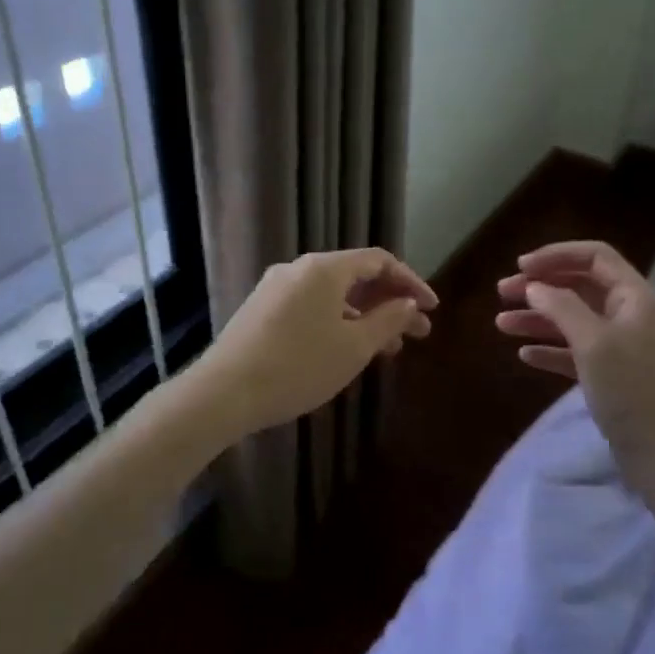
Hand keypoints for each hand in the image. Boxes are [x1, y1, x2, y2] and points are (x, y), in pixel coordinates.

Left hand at [200, 248, 436, 437]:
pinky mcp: (262, 310)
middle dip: (390, 303)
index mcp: (325, 268)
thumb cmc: (298, 366)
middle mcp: (299, 269)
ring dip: (365, 316)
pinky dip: (338, 321)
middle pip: (356, 277)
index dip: (410, 282)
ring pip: (333, 295)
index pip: (379, 261)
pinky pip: (311, 306)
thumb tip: (408, 303)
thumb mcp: (354, 347)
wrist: (224, 392)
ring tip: (387, 349)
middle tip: (416, 333)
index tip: (431, 309)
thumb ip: (388, 320)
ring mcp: (276, 288)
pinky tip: (346, 349)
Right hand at [495, 240, 654, 460]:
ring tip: (502, 325)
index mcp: (634, 297)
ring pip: (573, 319)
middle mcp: (629, 314)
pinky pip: (575, 350)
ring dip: (538, 318)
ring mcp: (621, 345)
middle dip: (540, 287)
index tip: (521, 267)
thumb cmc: (629, 388)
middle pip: (580, 286)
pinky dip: (550, 348)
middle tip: (502, 293)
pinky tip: (525, 355)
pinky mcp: (611, 373)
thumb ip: (561, 306)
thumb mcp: (592, 341)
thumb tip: (535, 286)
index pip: (595, 256)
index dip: (556, 256)